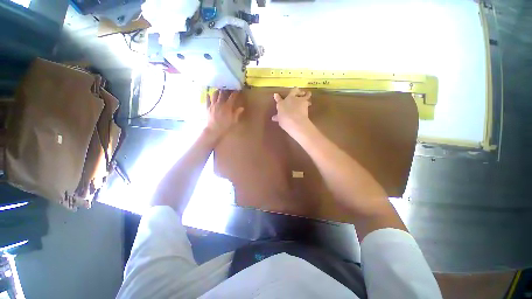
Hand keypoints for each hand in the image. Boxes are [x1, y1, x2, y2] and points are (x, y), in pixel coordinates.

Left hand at [206, 90, 243, 139]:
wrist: (214, 129)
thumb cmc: (225, 126)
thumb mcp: (234, 120)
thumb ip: (237, 113)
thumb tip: (241, 108)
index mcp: (227, 106)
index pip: (232, 97)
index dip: (235, 93)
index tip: (237, 90)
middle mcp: (220, 103)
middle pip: (223, 93)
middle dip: (226, 89)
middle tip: (228, 88)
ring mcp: (213, 104)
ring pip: (214, 94)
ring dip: (217, 91)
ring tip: (219, 90)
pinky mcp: (208, 107)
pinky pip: (207, 100)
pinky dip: (208, 96)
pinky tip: (208, 94)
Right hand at [272, 87, 311, 133]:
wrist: (295, 121)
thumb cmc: (285, 120)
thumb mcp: (280, 120)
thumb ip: (278, 117)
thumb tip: (273, 118)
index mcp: (281, 103)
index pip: (278, 99)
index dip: (277, 97)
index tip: (276, 95)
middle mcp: (290, 99)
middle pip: (293, 91)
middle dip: (295, 91)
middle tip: (297, 93)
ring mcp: (298, 99)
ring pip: (302, 94)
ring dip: (305, 94)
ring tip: (307, 94)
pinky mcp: (306, 102)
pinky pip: (307, 99)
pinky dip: (308, 101)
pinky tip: (309, 103)